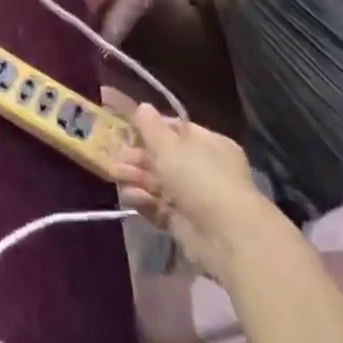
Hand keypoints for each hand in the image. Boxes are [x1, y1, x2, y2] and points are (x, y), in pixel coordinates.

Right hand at [105, 96, 274, 287]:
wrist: (227, 236)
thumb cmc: (200, 177)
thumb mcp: (169, 144)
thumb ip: (150, 126)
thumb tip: (142, 107)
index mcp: (208, 143)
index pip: (173, 128)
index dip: (147, 125)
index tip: (121, 121)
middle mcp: (203, 169)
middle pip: (162, 157)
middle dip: (137, 155)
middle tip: (116, 154)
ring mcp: (194, 198)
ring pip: (157, 182)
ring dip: (136, 176)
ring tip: (116, 174)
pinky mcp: (185, 224)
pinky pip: (159, 207)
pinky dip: (144, 200)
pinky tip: (131, 195)